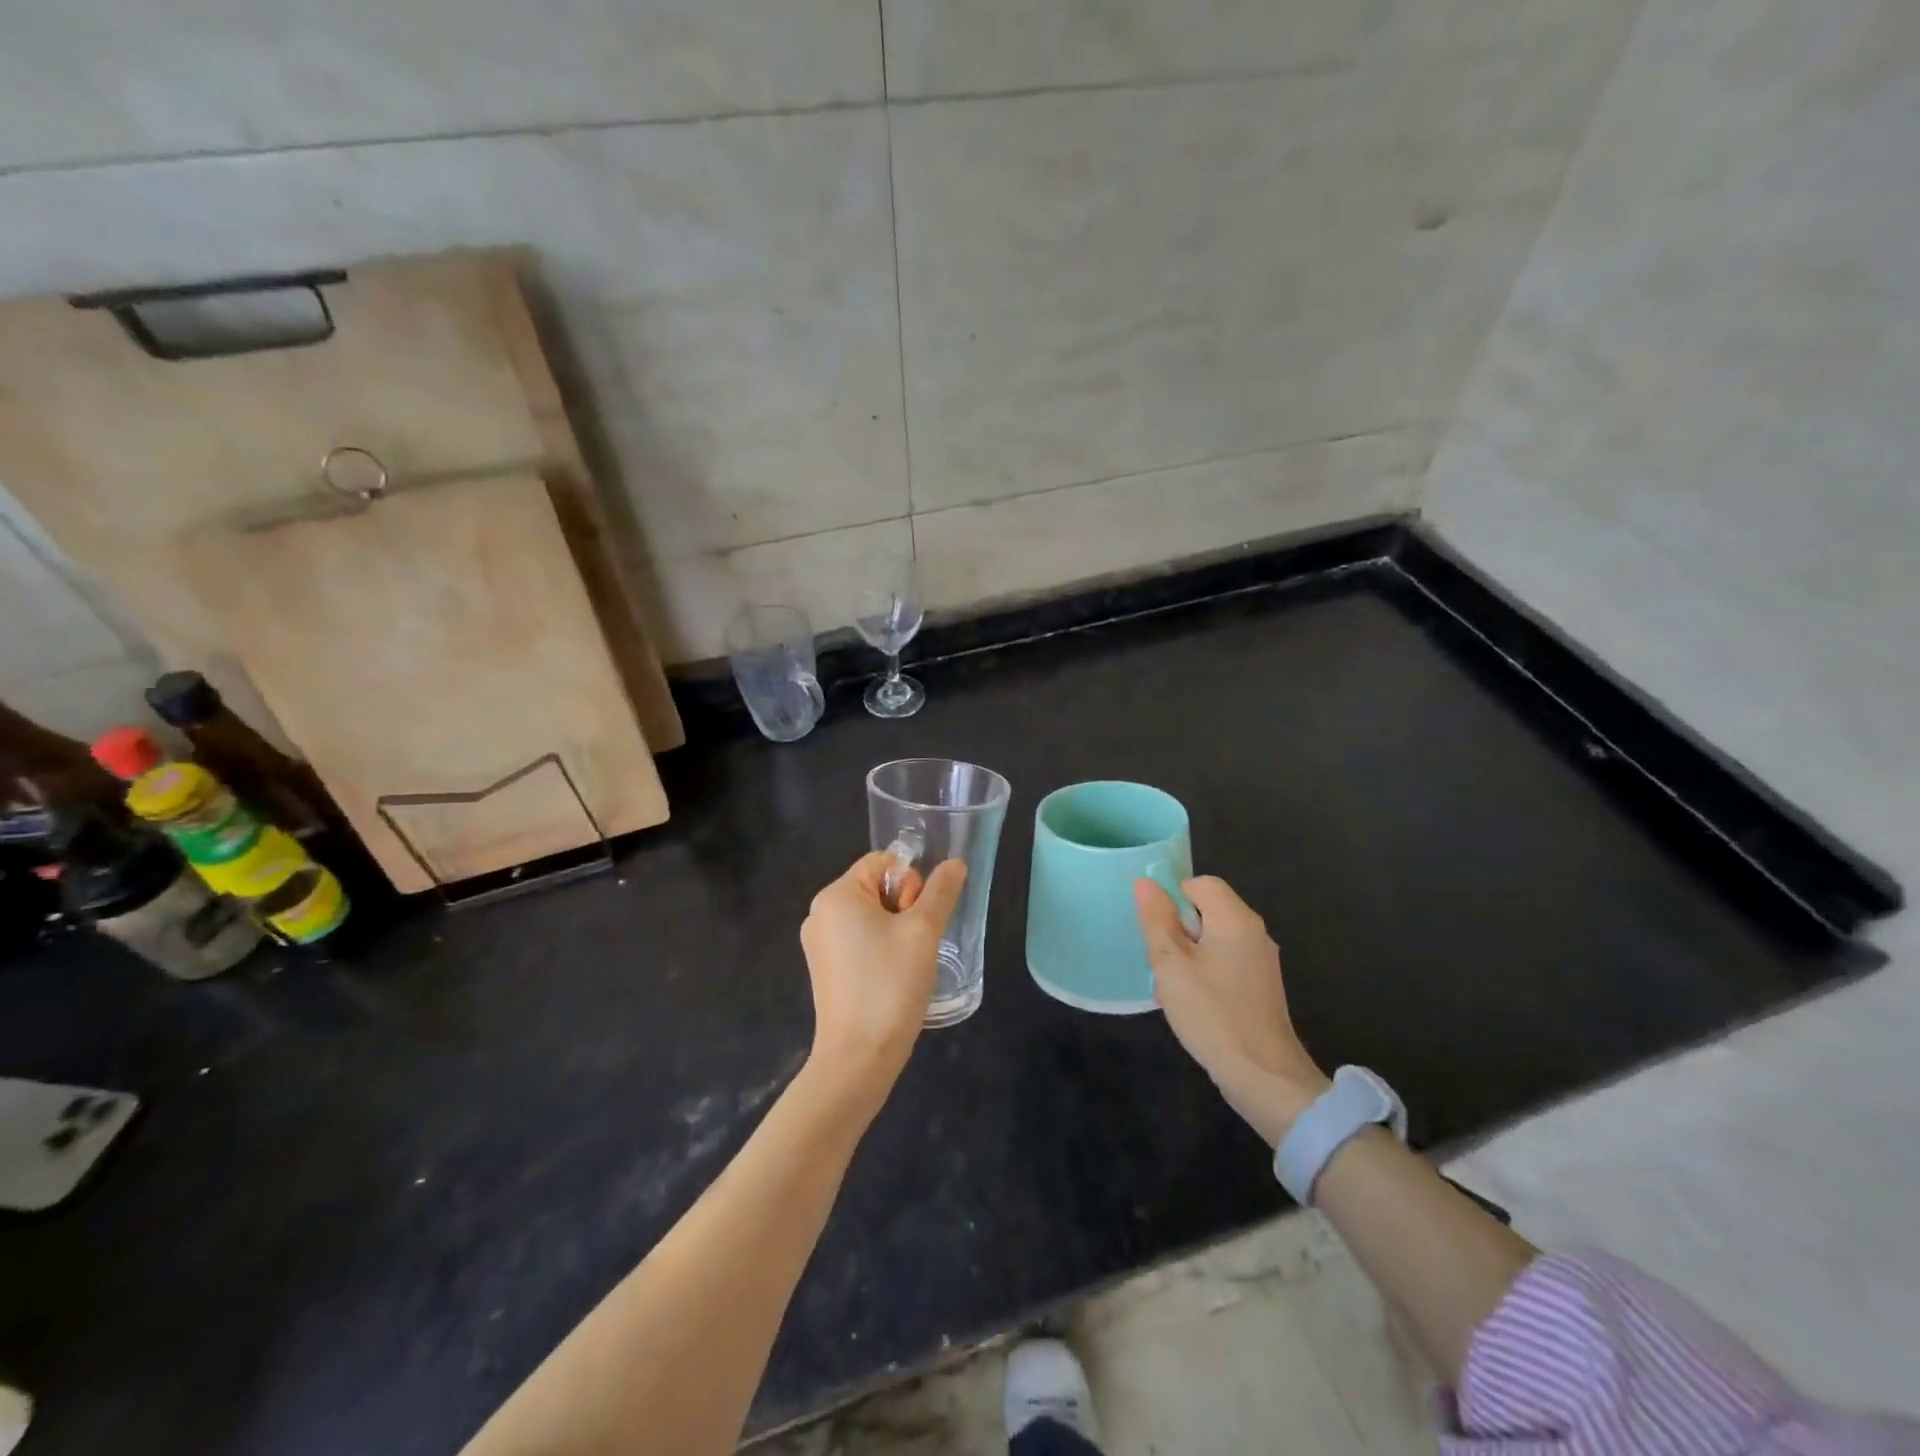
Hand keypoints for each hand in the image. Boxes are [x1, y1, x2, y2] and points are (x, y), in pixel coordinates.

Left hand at [801, 851, 967, 1087]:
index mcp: (836, 895)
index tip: (917, 917)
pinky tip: (892, 977)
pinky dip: (880, 949)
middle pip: (876, 887)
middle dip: (903, 907)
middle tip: (914, 943)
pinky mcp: (825, 969)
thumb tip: (954, 863)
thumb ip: (941, 892)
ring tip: (906, 963)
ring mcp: (819, 943)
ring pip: (870, 916)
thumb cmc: (890, 984)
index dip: (910, 882)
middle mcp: (820, 913)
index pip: (883, 862)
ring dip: (895, 930)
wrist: (858, 1057)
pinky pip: (859, 940)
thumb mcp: (923, 931)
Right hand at [1135, 876, 1329, 1146]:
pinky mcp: (1260, 987)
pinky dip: (1203, 972)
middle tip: (1158, 960)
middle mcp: (1254, 933)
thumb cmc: (1212, 1013)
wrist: (1263, 1077)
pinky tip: (1190, 1002)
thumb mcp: (1171, 964)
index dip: (1172, 896)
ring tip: (1169, 985)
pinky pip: (1224, 962)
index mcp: (1235, 919)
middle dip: (1176, 929)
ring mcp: (1261, 962)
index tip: (1154, 928)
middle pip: (1207, 910)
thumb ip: (1156, 920)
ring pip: (1213, 939)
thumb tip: (1145, 882)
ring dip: (1187, 954)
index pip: (1200, 884)